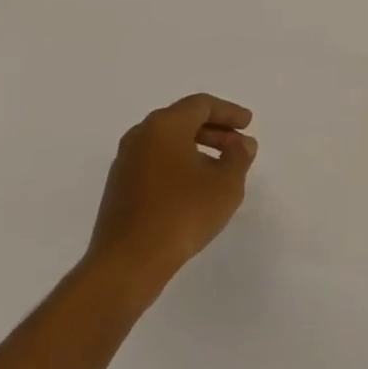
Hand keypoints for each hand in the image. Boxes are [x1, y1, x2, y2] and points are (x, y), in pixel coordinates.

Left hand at [86, 94, 256, 282]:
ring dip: (197, 149)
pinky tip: (194, 188)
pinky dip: (179, 165)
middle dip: (215, 130)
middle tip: (238, 145)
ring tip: (221, 169)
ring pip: (168, 142)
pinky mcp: (119, 187)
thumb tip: (241, 144)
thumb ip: (238, 157)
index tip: (248, 124)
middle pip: (183, 120)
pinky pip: (155, 162)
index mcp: (164, 125)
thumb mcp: (225, 184)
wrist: (127, 263)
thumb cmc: (182, 214)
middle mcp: (141, 135)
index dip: (229, 112)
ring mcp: (126, 162)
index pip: (201, 105)